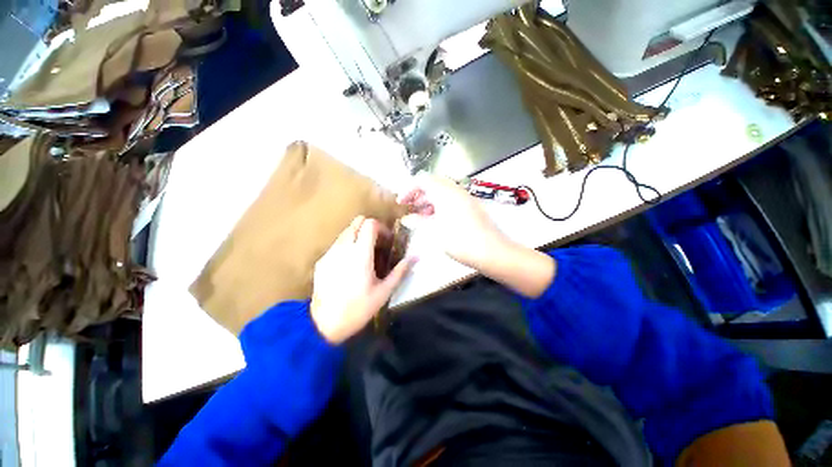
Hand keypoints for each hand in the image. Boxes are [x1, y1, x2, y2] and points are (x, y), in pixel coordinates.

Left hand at [311, 216, 414, 343]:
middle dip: (369, 228)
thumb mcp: (384, 291)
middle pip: (357, 222)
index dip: (381, 227)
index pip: (370, 224)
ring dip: (358, 236)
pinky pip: (336, 245)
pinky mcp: (322, 260)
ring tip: (364, 255)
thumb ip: (400, 271)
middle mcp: (344, 248)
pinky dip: (347, 246)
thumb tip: (416, 257)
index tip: (387, 240)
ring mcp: (330, 253)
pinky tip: (349, 266)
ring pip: (346, 232)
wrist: (324, 324)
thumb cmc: (359, 308)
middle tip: (377, 243)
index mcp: (361, 254)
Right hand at [398, 173, 508, 270]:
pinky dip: (440, 205)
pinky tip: (436, 220)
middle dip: (419, 194)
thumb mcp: (434, 231)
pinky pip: (452, 199)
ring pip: (442, 192)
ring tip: (421, 216)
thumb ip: (418, 222)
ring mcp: (465, 197)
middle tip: (410, 208)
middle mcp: (456, 190)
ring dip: (429, 200)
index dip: (409, 189)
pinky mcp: (471, 206)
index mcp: (445, 192)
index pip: (422, 180)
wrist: (491, 251)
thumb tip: (406, 219)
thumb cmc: (459, 240)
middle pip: (433, 184)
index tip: (401, 203)